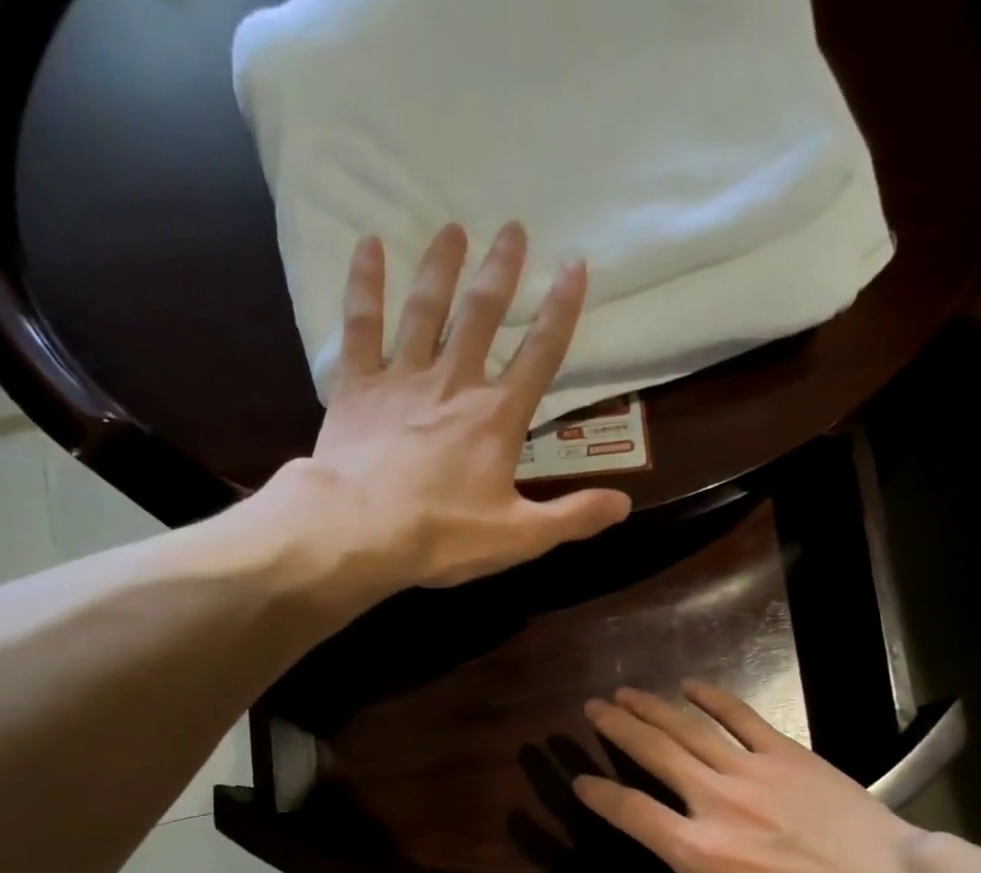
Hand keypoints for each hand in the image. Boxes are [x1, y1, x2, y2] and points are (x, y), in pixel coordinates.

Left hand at [269, 222, 630, 594]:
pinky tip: (368, 245)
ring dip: (441, 267)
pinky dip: (365, 284)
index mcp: (497, 419)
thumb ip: (572, 517)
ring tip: (452, 227)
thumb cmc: (443, 536)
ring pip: (425, 309)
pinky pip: (361, 325)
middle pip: (482, 316)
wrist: (361, 532)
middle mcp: (454, 383)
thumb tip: (624, 504)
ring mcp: (402, 379)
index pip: (540, 355)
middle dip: (501, 271)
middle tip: (512, 228)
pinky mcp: (356, 387)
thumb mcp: (519, 537)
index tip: (575, 265)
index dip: (562, 310)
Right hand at [572, 682, 928, 872]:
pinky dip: (713, 699)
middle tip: (593, 708)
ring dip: (652, 707)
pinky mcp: (785, 753)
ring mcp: (751, 771)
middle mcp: (714, 801)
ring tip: (625, 692)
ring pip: (689, 729)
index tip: (580, 779)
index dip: (599, 793)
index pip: (632, 811)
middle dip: (617, 727)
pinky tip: (691, 685)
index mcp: (698, 852)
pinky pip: (741, 718)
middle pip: (654, 753)